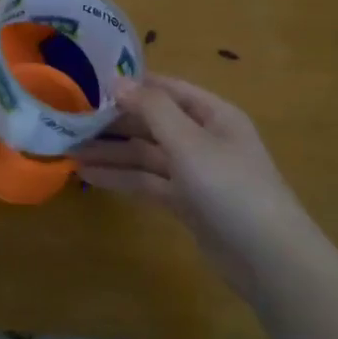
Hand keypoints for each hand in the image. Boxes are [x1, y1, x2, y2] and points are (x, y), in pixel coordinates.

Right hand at [76, 75, 317, 292]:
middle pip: (152, 122)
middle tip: (70, 121)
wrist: (268, 259)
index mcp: (213, 114)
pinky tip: (89, 176)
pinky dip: (122, 178)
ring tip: (69, 151)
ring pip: (146, 155)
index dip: (130, 85)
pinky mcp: (187, 203)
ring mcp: (195, 172)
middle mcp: (203, 138)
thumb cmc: (231, 188)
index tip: (89, 84)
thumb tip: (117, 79)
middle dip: (114, 122)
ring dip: (112, 152)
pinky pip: (148, 182)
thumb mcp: (190, 142)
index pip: (165, 89)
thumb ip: (152, 109)